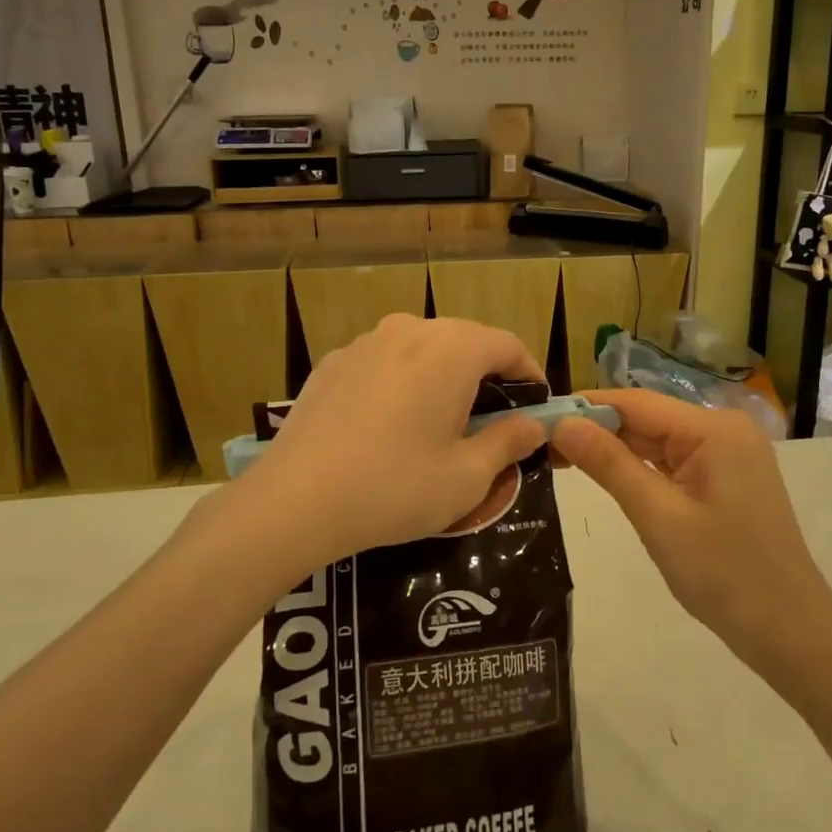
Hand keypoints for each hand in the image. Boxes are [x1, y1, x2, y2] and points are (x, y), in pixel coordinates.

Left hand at [232, 315, 548, 567]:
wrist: (295, 501)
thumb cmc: (395, 487)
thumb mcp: (467, 476)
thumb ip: (508, 442)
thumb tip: (534, 426)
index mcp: (451, 349)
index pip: (507, 345)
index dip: (530, 374)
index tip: (536, 409)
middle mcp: (410, 330)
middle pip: (464, 342)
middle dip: (487, 376)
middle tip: (492, 422)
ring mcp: (365, 342)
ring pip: (422, 350)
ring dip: (442, 377)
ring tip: (440, 423)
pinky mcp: (333, 363)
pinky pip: (384, 363)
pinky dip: (402, 383)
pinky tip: (389, 427)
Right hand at [552, 389, 831, 684]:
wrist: (791, 633)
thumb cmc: (725, 575)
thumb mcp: (658, 517)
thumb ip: (609, 465)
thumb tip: (562, 422)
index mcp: (714, 429)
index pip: (636, 403)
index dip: (585, 407)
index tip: (537, 418)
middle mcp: (723, 430)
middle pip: (646, 419)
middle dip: (596, 431)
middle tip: (539, 445)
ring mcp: (728, 454)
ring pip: (657, 442)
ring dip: (614, 451)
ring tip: (559, 458)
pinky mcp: (726, 478)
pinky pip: (673, 463)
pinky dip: (640, 470)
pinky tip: (605, 476)